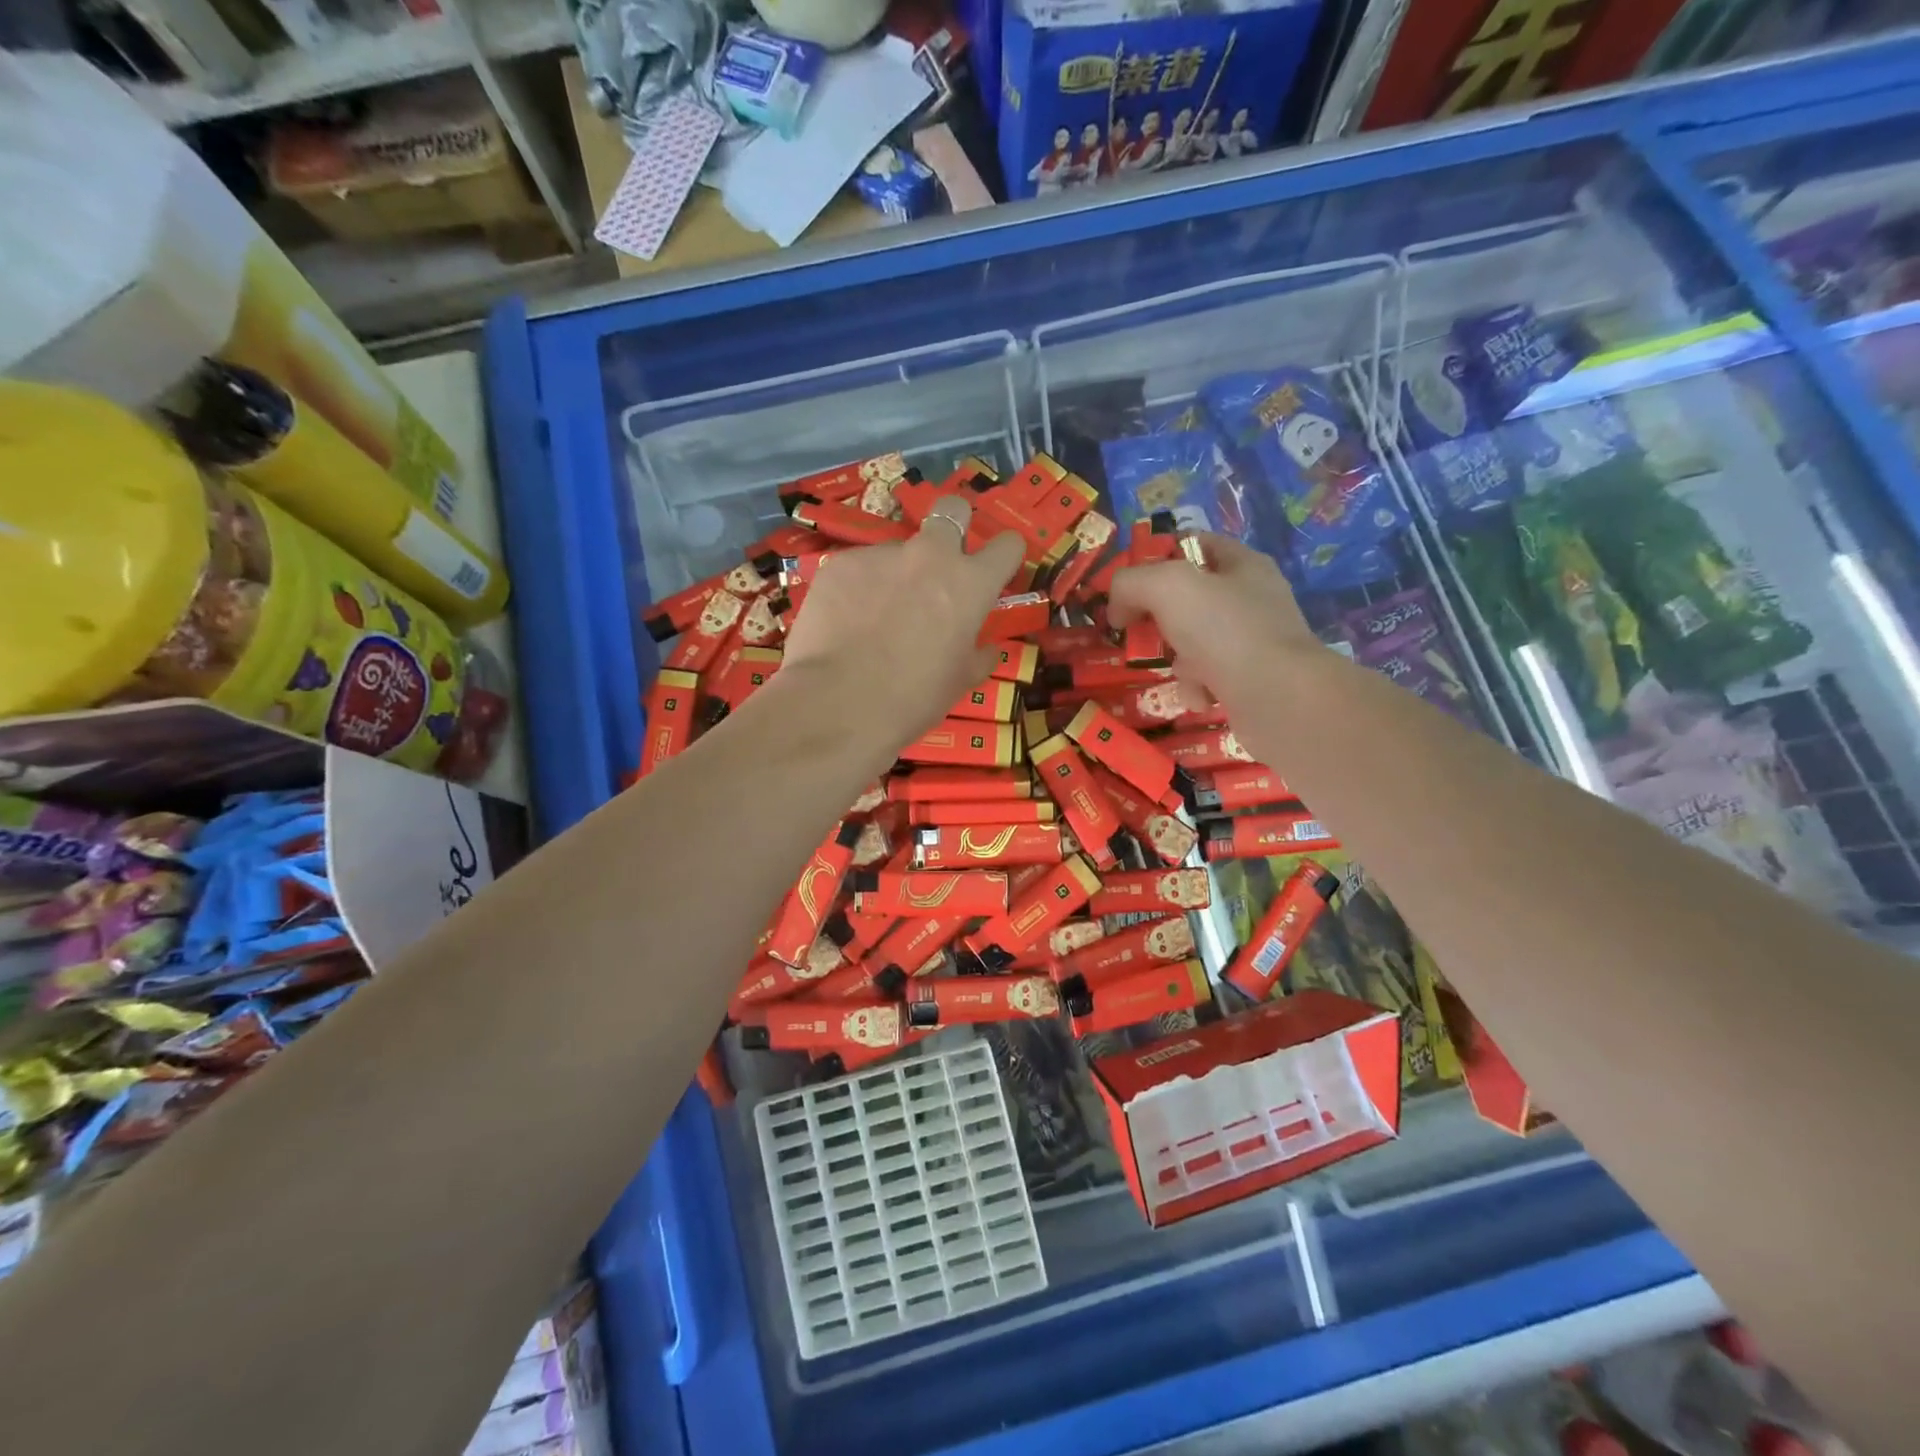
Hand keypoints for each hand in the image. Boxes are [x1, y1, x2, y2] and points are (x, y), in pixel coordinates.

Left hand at [780, 498, 1025, 749]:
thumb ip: (976, 657)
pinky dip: (859, 589)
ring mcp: (881, 555)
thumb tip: (986, 650)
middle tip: (942, 563)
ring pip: (898, 550)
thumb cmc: (912, 698)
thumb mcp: (958, 683)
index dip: (1004, 556)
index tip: (996, 571)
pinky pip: (859, 569)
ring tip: (876, 616)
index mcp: (969, 584)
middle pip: (952, 510)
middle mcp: (929, 556)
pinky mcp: (840, 563)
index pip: (1007, 545)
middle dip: (954, 526)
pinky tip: (846, 622)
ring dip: (897, 573)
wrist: (838, 703)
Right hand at [1108, 534, 1315, 711]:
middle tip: (1140, 630)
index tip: (1128, 583)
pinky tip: (1200, 696)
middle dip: (1160, 617)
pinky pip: (1209, 678)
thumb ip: (1131, 583)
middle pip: (1189, 598)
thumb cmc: (1225, 631)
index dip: (1157, 557)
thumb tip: (1117, 607)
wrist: (1279, 699)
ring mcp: (1255, 642)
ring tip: (1181, 670)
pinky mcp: (1253, 681)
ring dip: (1177, 659)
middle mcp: (1252, 599)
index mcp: (1242, 564)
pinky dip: (1197, 688)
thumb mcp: (1166, 587)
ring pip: (1194, 642)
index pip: (1193, 544)